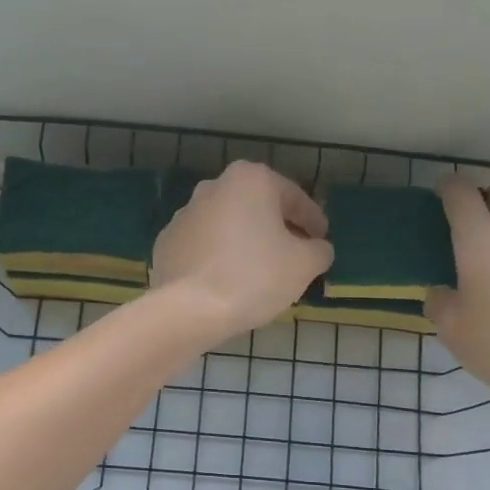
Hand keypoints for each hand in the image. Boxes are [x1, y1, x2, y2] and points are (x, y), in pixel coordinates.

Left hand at [152, 160, 333, 340]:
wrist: (188, 309)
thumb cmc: (254, 276)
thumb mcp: (304, 264)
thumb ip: (319, 250)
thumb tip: (317, 248)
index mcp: (250, 180)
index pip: (294, 198)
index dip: (313, 221)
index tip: (322, 241)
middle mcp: (214, 186)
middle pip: (258, 208)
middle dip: (278, 229)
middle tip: (295, 255)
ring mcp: (184, 214)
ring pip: (229, 226)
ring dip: (247, 242)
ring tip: (262, 272)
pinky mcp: (166, 242)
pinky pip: (205, 246)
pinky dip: (220, 258)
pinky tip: (229, 282)